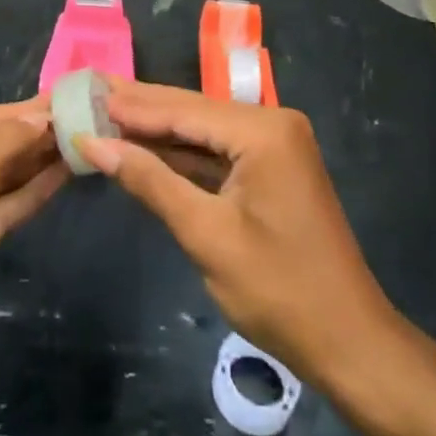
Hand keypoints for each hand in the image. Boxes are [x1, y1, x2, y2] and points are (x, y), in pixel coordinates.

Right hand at [81, 82, 412, 393]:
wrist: (350, 344)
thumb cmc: (280, 292)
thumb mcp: (206, 235)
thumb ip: (150, 181)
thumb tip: (94, 142)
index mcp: (263, 131)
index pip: (183, 109)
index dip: (131, 105)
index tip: (84, 93)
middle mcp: (271, 123)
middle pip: (192, 110)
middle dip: (139, 108)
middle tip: (87, 92)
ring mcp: (274, 144)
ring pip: (202, 130)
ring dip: (156, 129)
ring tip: (104, 113)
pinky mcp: (271, 167)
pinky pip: (217, 151)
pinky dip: (180, 153)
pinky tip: (143, 146)